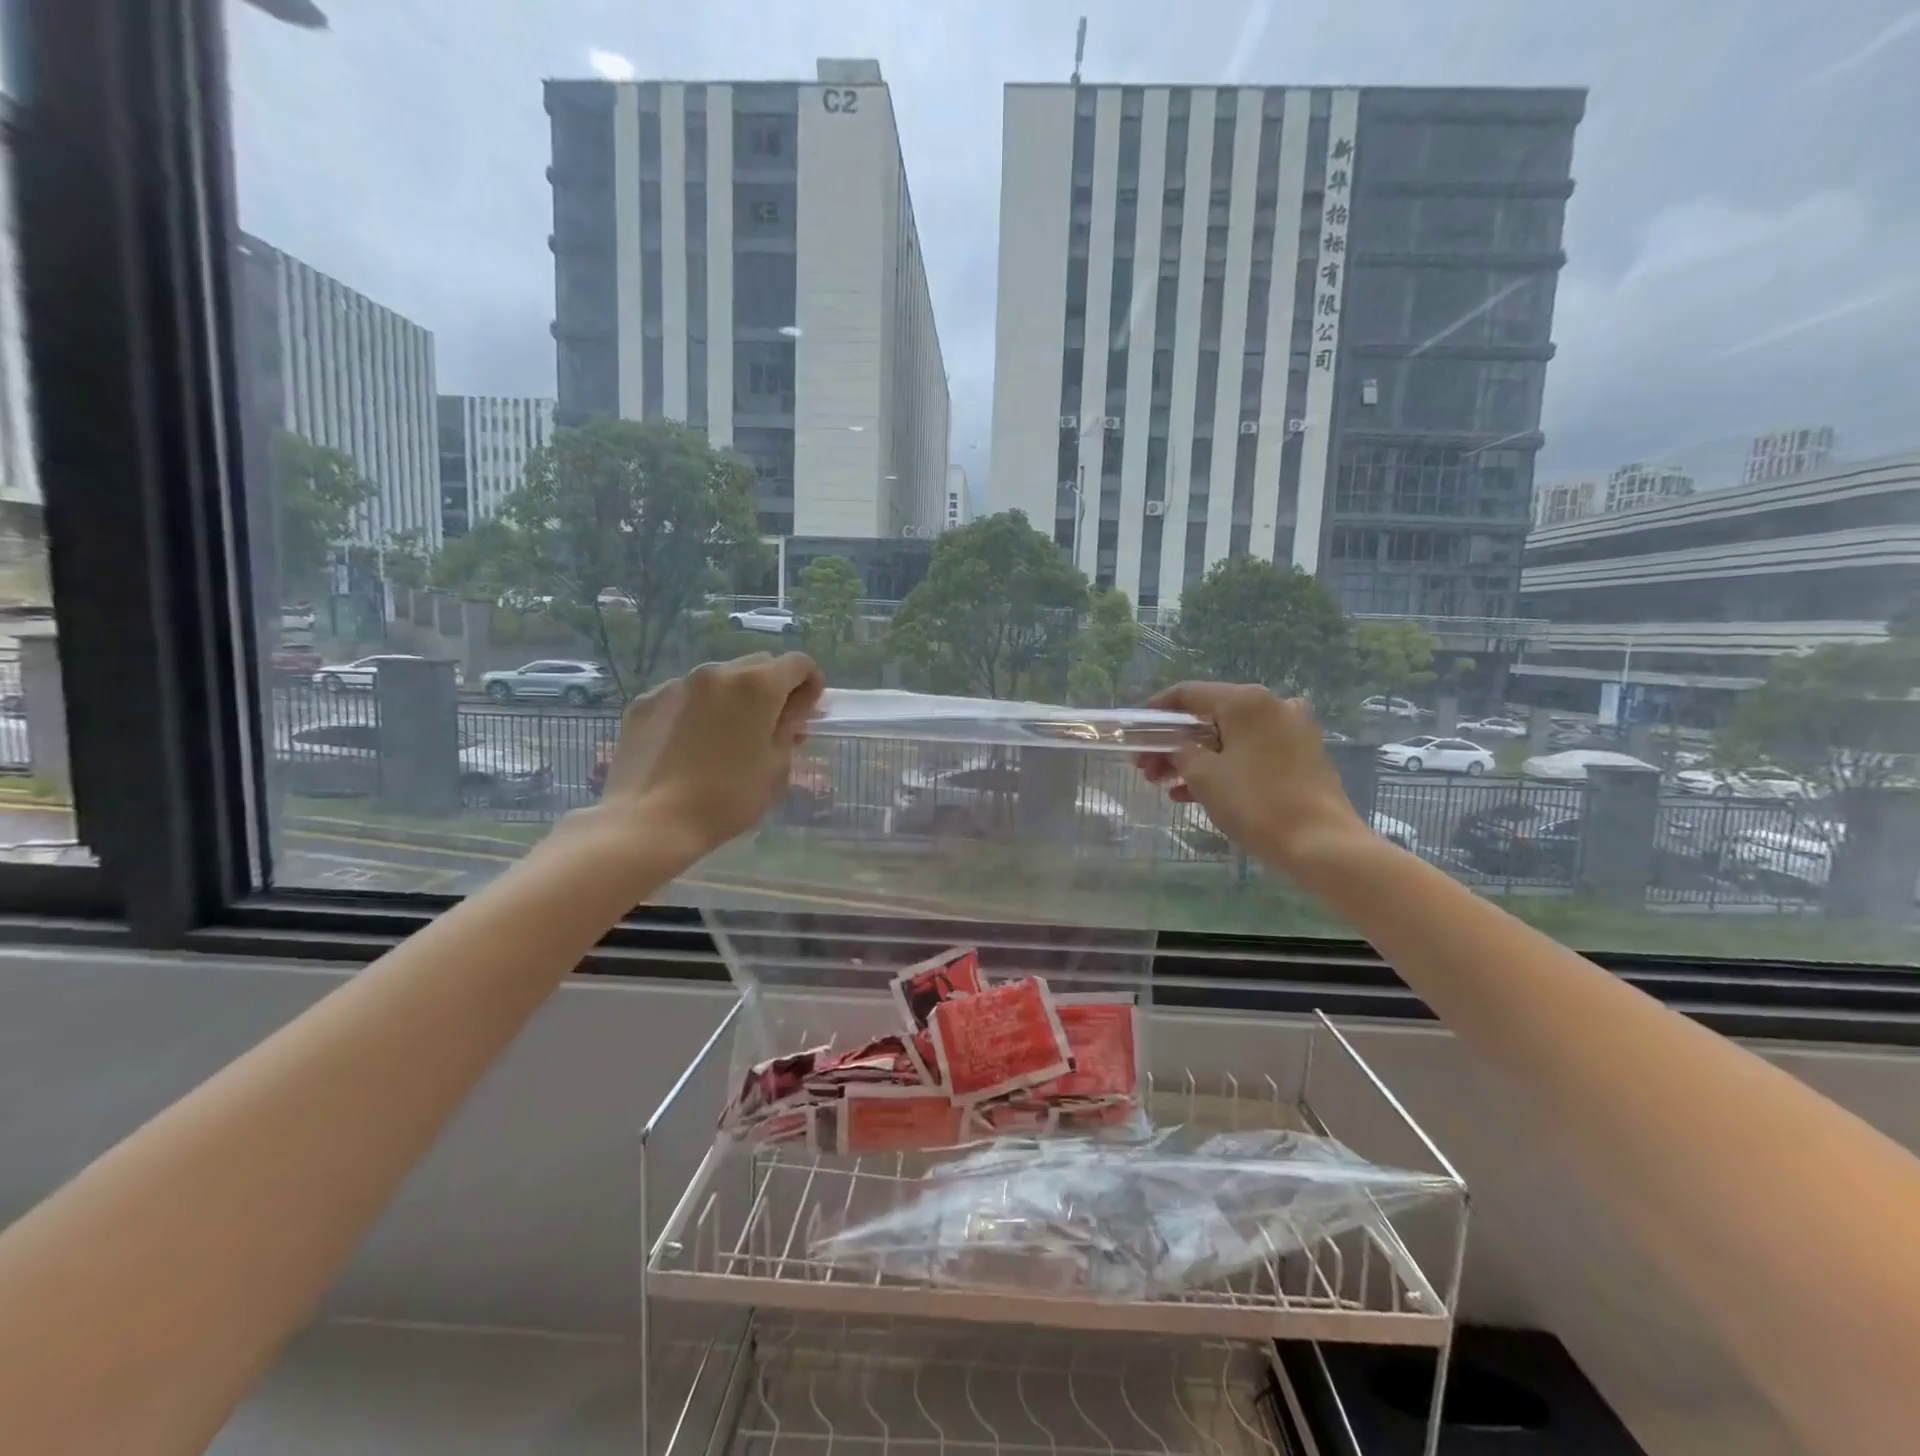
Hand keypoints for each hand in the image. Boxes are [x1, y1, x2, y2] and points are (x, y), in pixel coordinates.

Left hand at [597, 652, 824, 859]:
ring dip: (733, 698)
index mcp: (756, 686)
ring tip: (726, 738)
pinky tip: (689, 746)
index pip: (799, 663)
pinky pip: (684, 696)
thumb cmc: (726, 799)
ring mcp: (676, 685)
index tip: (806, 714)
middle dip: (772, 689)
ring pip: (719, 679)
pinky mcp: (646, 702)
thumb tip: (792, 713)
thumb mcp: (776, 769)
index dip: (811, 685)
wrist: (650, 822)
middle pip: (758, 665)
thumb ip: (789, 731)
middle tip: (770, 727)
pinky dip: (697, 710)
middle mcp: (717, 672)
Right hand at [1137, 682, 1371, 875]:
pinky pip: (1251, 754)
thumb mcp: (1203, 776)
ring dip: (1196, 759)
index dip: (1157, 710)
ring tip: (1166, 785)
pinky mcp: (1302, 756)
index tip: (1136, 729)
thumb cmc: (1255, 802)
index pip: (1189, 694)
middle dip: (1175, 743)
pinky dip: (1224, 767)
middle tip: (1147, 766)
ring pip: (1231, 738)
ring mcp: (1292, 731)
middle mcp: (1272, 706)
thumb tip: (1179, 746)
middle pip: (1210, 717)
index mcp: (1246, 701)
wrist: (1320, 842)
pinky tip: (1195, 794)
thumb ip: (1181, 752)